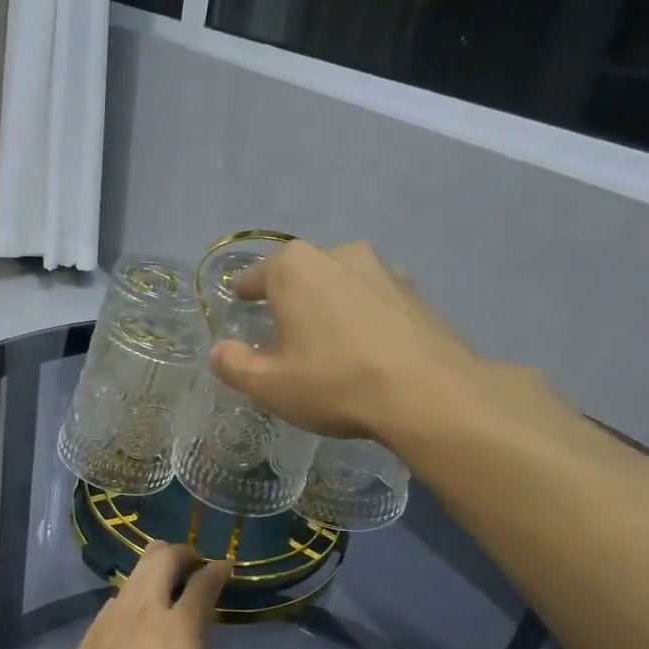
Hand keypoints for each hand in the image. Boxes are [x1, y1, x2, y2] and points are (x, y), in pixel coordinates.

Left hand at [47, 541, 246, 648]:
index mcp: (181, 626)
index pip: (203, 583)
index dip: (216, 571)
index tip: (224, 567)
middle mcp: (143, 612)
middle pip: (159, 560)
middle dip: (179, 552)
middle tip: (190, 560)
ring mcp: (108, 623)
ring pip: (130, 579)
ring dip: (148, 574)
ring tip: (157, 587)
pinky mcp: (83, 643)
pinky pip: (109, 609)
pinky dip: (125, 606)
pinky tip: (126, 624)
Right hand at [208, 240, 561, 449]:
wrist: (429, 394)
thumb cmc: (335, 382)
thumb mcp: (269, 385)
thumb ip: (234, 365)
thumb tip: (219, 351)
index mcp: (295, 268)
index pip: (255, 276)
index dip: (244, 293)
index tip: (240, 303)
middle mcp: (339, 254)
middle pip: (301, 277)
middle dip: (290, 300)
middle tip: (285, 335)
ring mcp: (384, 270)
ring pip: (341, 286)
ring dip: (330, 307)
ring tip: (329, 343)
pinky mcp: (416, 293)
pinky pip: (374, 302)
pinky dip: (364, 318)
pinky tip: (367, 350)